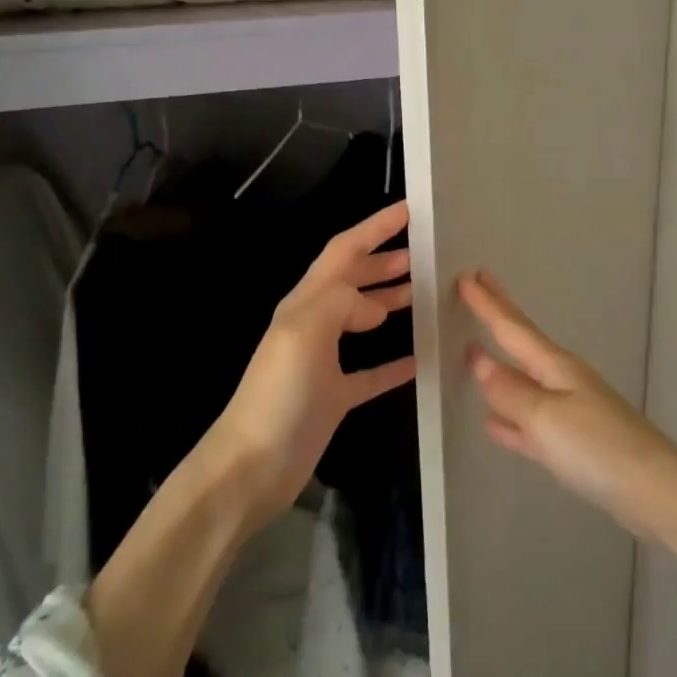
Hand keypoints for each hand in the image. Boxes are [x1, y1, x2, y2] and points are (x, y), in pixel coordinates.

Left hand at [209, 200, 418, 517]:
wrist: (251, 466)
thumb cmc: (277, 394)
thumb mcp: (303, 333)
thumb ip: (340, 302)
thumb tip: (375, 306)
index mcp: (306, 303)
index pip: (344, 251)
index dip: (375, 228)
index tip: (410, 210)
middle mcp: (315, 324)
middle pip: (354, 280)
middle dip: (385, 260)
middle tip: (425, 253)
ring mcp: (325, 361)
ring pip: (363, 318)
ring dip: (391, 300)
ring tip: (425, 292)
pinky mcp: (335, 396)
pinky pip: (372, 371)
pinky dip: (395, 361)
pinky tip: (420, 359)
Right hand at [458, 268, 676, 537]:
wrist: (654, 491)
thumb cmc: (598, 446)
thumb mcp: (546, 417)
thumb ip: (510, 391)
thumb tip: (479, 360)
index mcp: (556, 367)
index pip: (513, 328)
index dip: (488, 304)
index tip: (467, 275)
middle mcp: (562, 381)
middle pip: (522, 343)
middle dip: (500, 314)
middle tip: (479, 283)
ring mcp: (569, 412)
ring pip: (523, 380)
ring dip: (499, 363)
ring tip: (476, 347)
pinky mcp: (572, 445)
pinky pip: (530, 423)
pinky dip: (509, 418)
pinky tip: (492, 422)